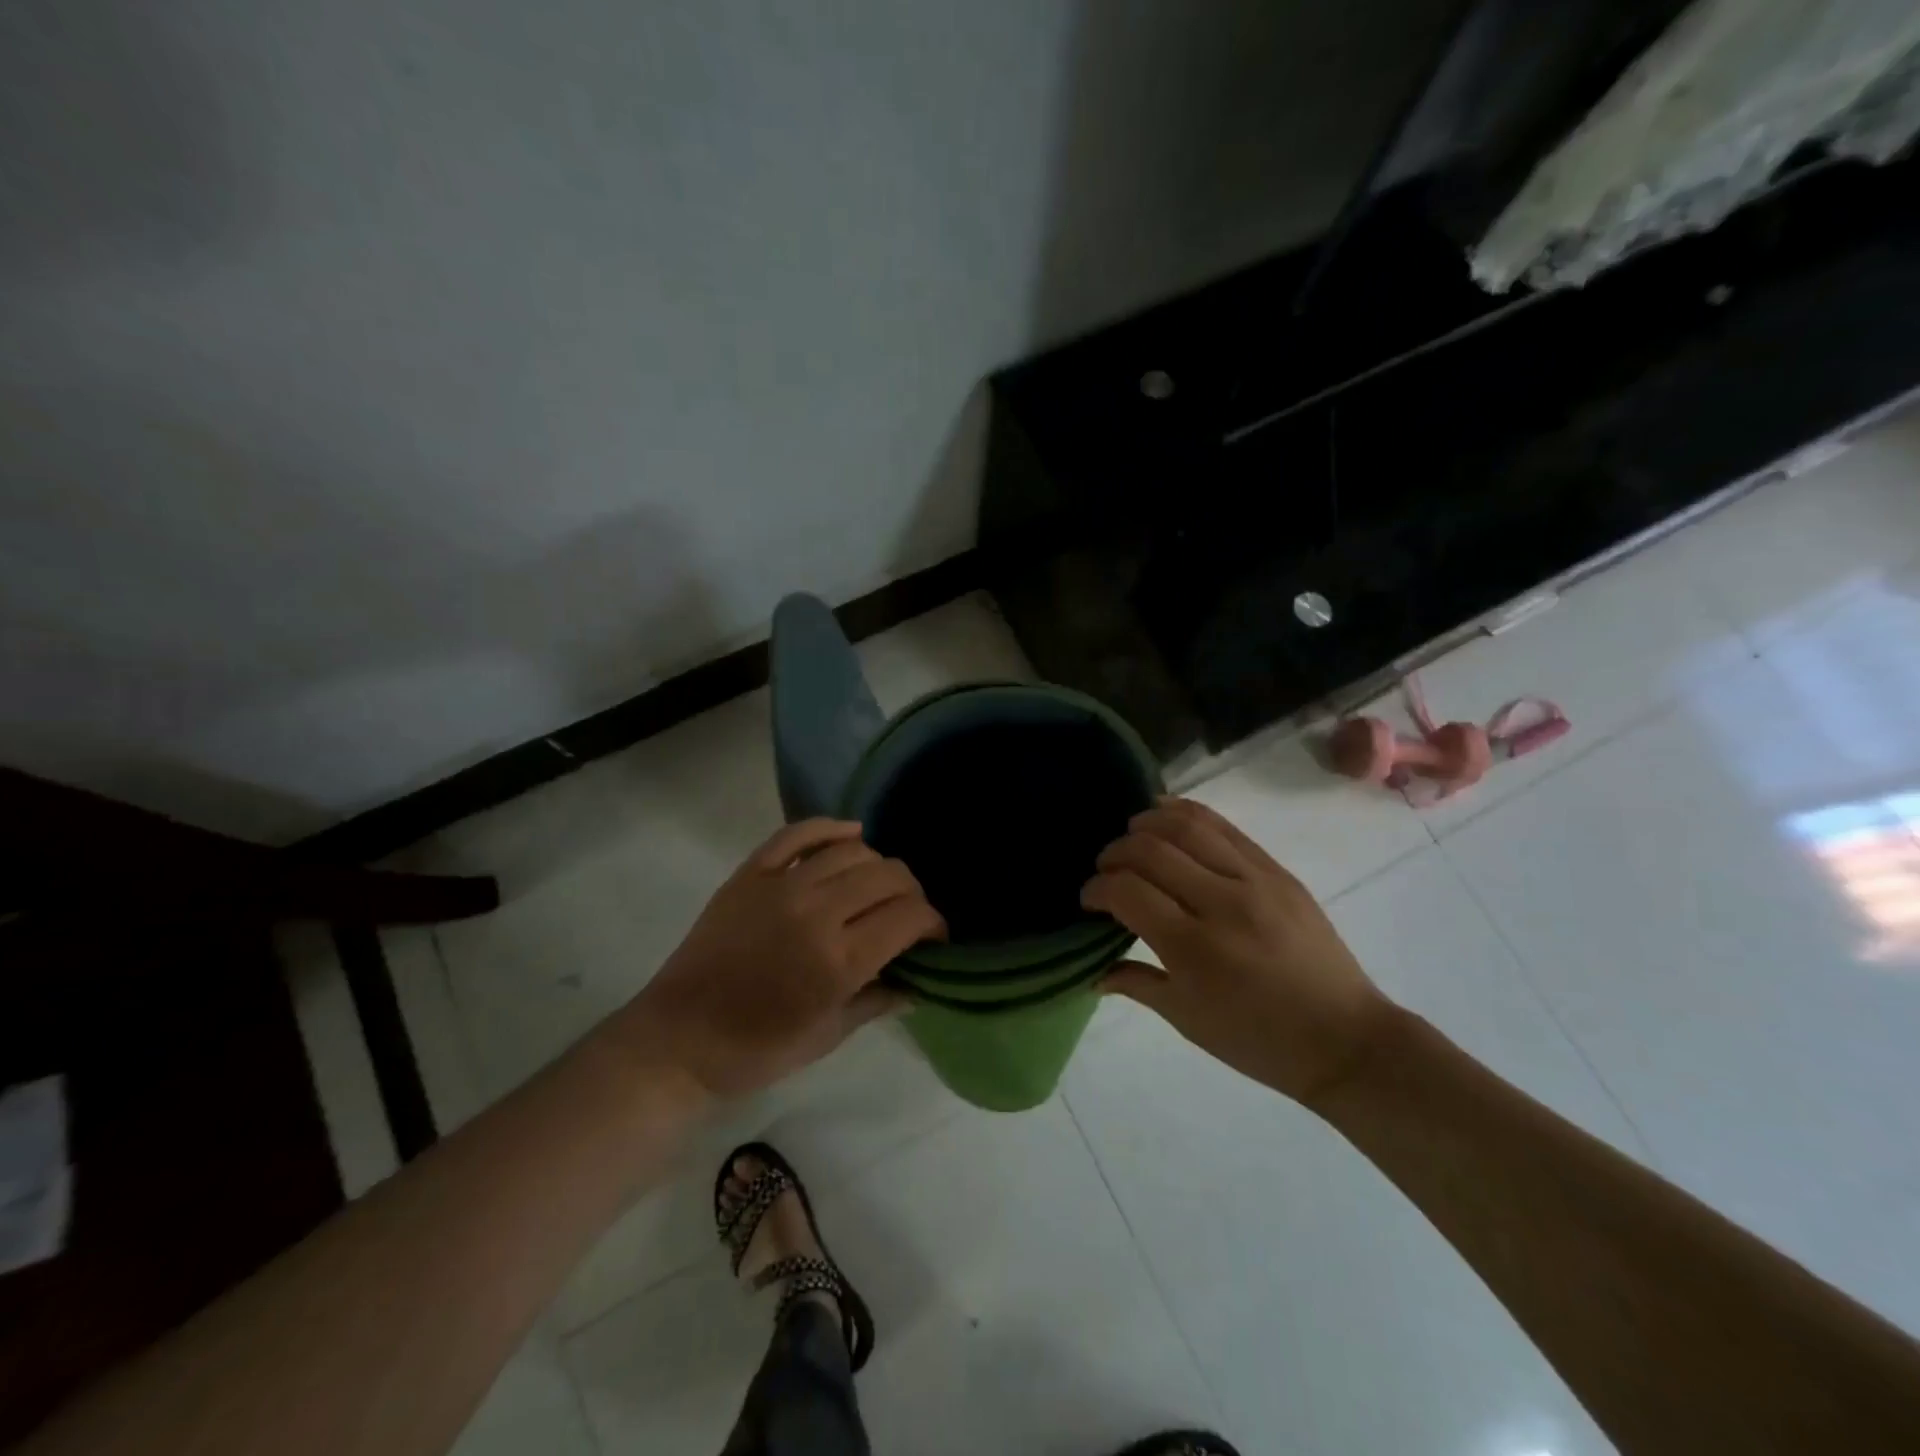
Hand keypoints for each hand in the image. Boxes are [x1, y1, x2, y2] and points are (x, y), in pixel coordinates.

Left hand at [625, 820, 944, 1097]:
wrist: (679, 1038)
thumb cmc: (757, 1050)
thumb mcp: (828, 1036)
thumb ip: (879, 1001)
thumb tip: (919, 983)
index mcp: (840, 960)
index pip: (910, 916)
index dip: (934, 922)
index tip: (934, 937)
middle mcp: (817, 912)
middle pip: (888, 875)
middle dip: (912, 893)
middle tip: (907, 915)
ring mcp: (781, 886)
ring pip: (852, 850)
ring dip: (877, 866)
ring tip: (875, 887)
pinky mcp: (751, 874)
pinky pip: (798, 834)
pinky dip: (830, 828)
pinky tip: (850, 834)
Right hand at [1082, 797, 1391, 1106]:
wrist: (1345, 1039)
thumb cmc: (1258, 1041)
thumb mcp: (1187, 1020)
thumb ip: (1136, 984)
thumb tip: (1092, 973)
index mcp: (1195, 950)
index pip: (1127, 892)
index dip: (1096, 889)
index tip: (1089, 899)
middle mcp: (1222, 904)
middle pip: (1151, 850)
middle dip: (1115, 853)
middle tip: (1106, 869)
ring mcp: (1255, 881)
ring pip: (1187, 826)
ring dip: (1147, 822)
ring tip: (1131, 835)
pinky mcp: (1277, 870)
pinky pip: (1224, 827)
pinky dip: (1186, 813)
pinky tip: (1165, 815)